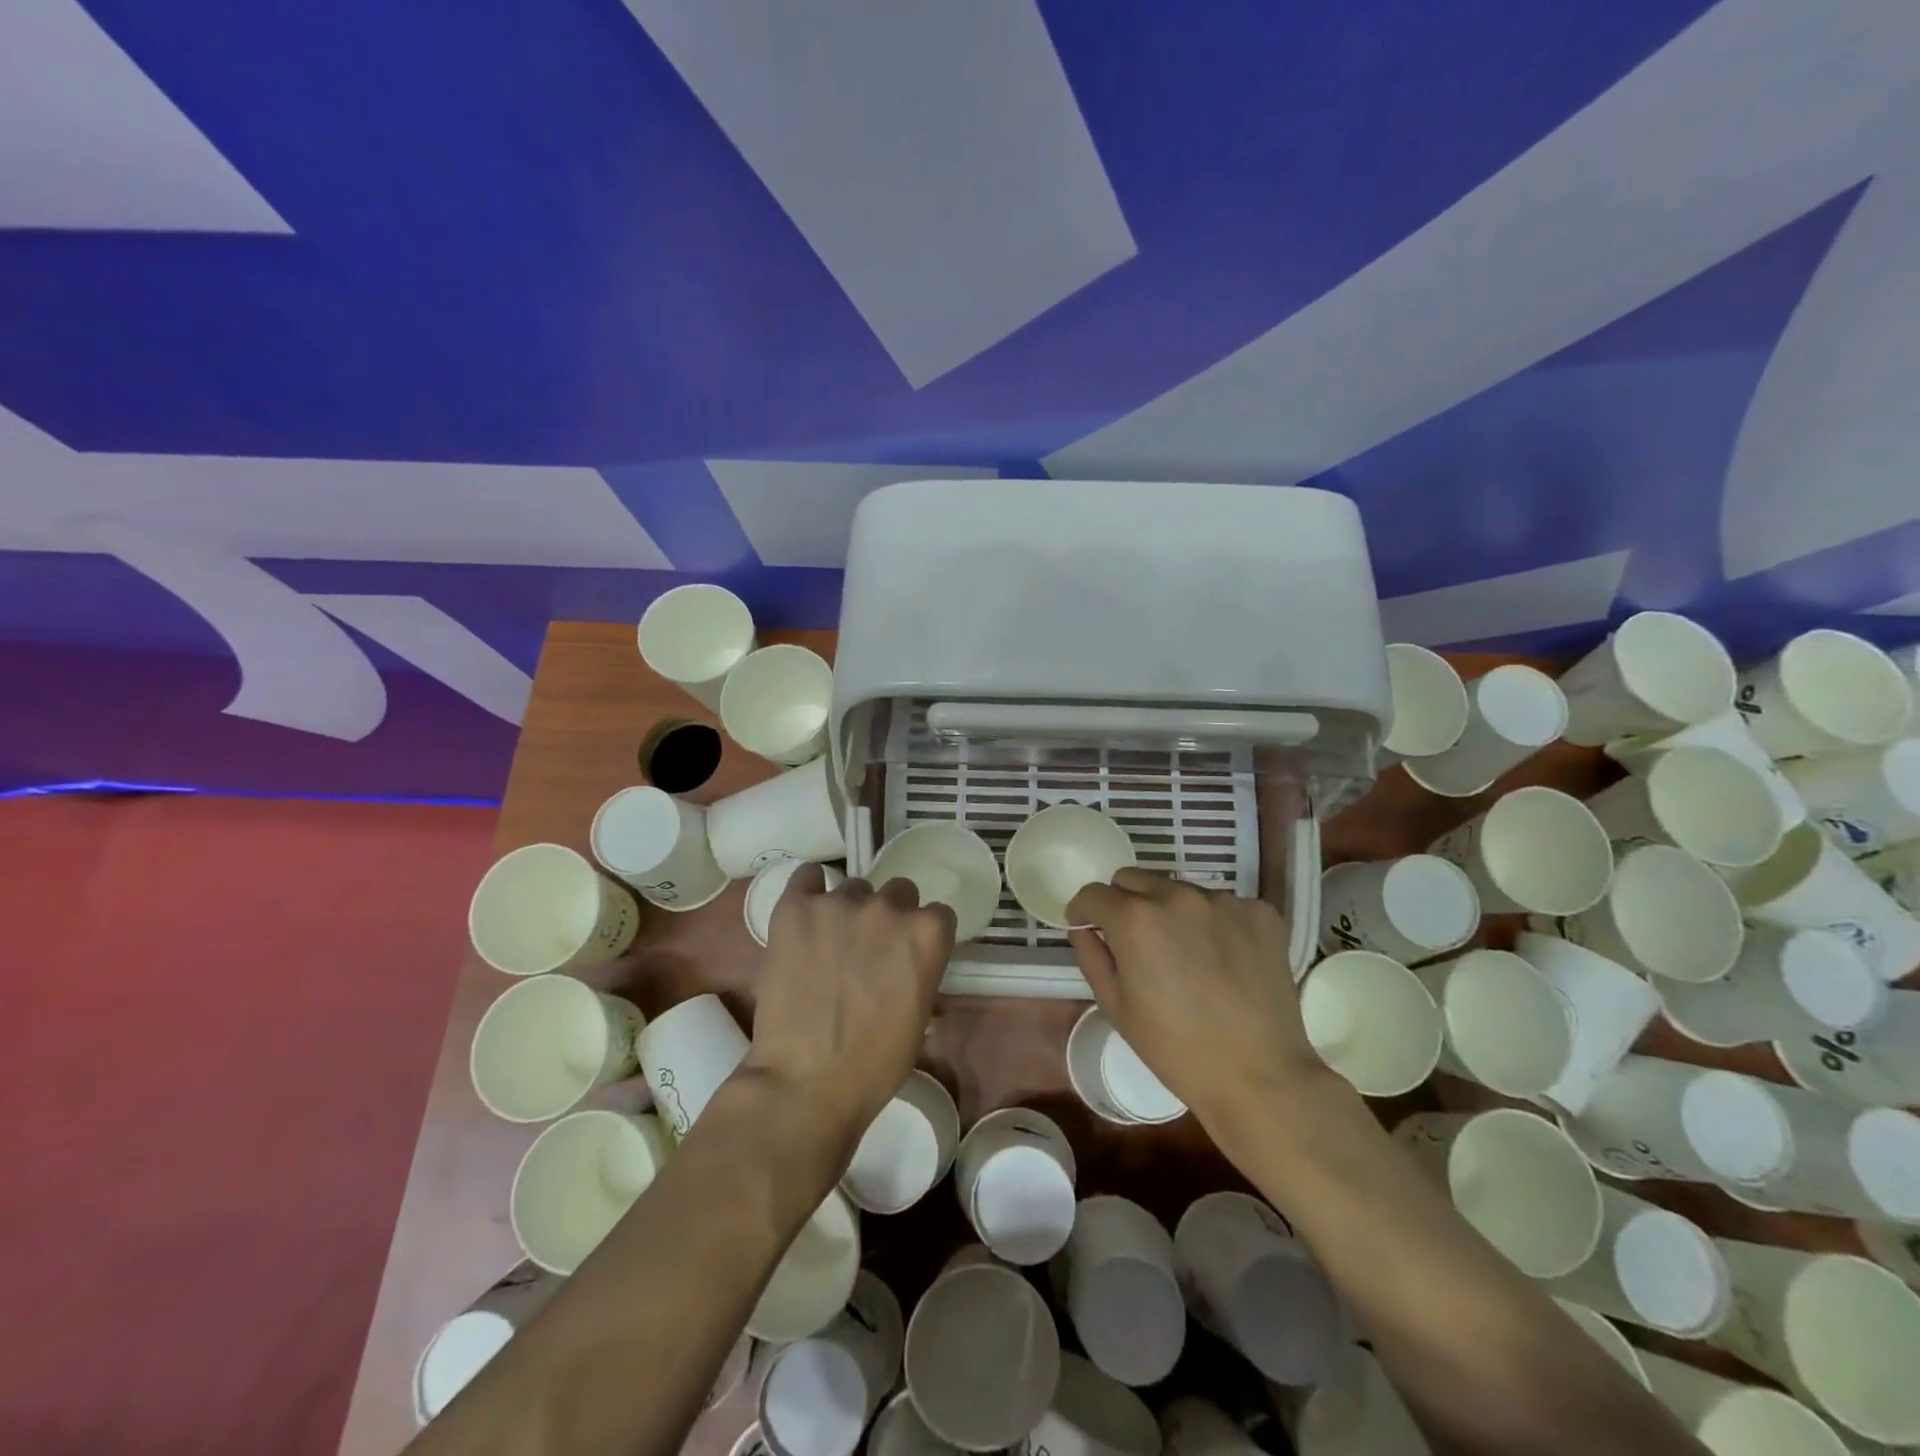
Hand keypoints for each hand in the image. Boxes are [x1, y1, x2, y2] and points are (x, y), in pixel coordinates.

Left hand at [744, 864, 955, 1158]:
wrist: (806, 1082)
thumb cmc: (874, 1065)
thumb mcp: (919, 1020)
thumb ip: (921, 976)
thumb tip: (912, 969)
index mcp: (927, 934)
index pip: (937, 914)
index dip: (923, 934)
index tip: (908, 955)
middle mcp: (889, 907)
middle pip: (898, 892)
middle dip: (888, 918)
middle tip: (868, 950)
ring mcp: (840, 904)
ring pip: (853, 889)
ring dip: (848, 911)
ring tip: (828, 944)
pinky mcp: (796, 908)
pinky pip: (807, 877)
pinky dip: (809, 889)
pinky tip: (806, 911)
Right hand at [1067, 870, 1334, 1140]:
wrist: (1261, 1077)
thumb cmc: (1177, 1049)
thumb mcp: (1117, 1007)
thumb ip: (1092, 956)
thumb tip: (1083, 927)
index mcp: (1135, 919)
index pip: (1094, 893)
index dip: (1084, 911)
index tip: (1089, 927)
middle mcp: (1177, 896)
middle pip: (1134, 880)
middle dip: (1124, 903)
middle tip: (1136, 942)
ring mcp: (1224, 901)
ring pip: (1179, 889)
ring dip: (1171, 911)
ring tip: (1186, 954)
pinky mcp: (1260, 912)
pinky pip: (1222, 905)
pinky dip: (1213, 923)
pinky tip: (1223, 959)